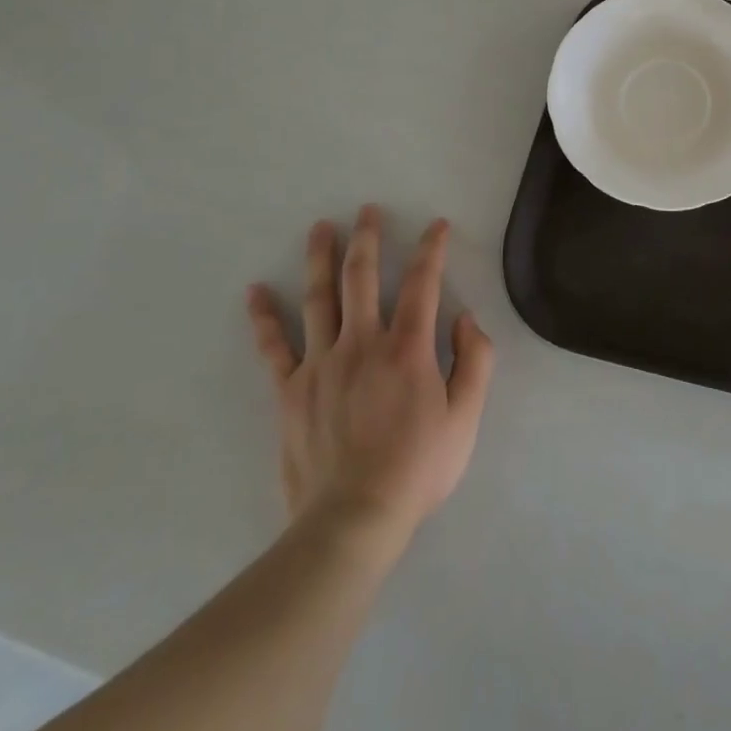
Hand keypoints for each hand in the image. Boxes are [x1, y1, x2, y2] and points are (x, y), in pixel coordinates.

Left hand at [245, 205, 494, 541]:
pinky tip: (255, 292)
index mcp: (408, 348)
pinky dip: (263, 318)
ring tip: (320, 227)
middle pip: (363, 277)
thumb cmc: (417, 469)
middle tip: (367, 209)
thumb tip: (466, 318)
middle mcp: (362, 343)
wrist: (352, 521)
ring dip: (320, 258)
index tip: (436, 225)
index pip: (423, 284)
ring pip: (319, 299)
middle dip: (368, 238)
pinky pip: (274, 347)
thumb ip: (475, 362)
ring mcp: (321, 364)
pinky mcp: (290, 391)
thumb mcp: (466, 418)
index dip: (431, 250)